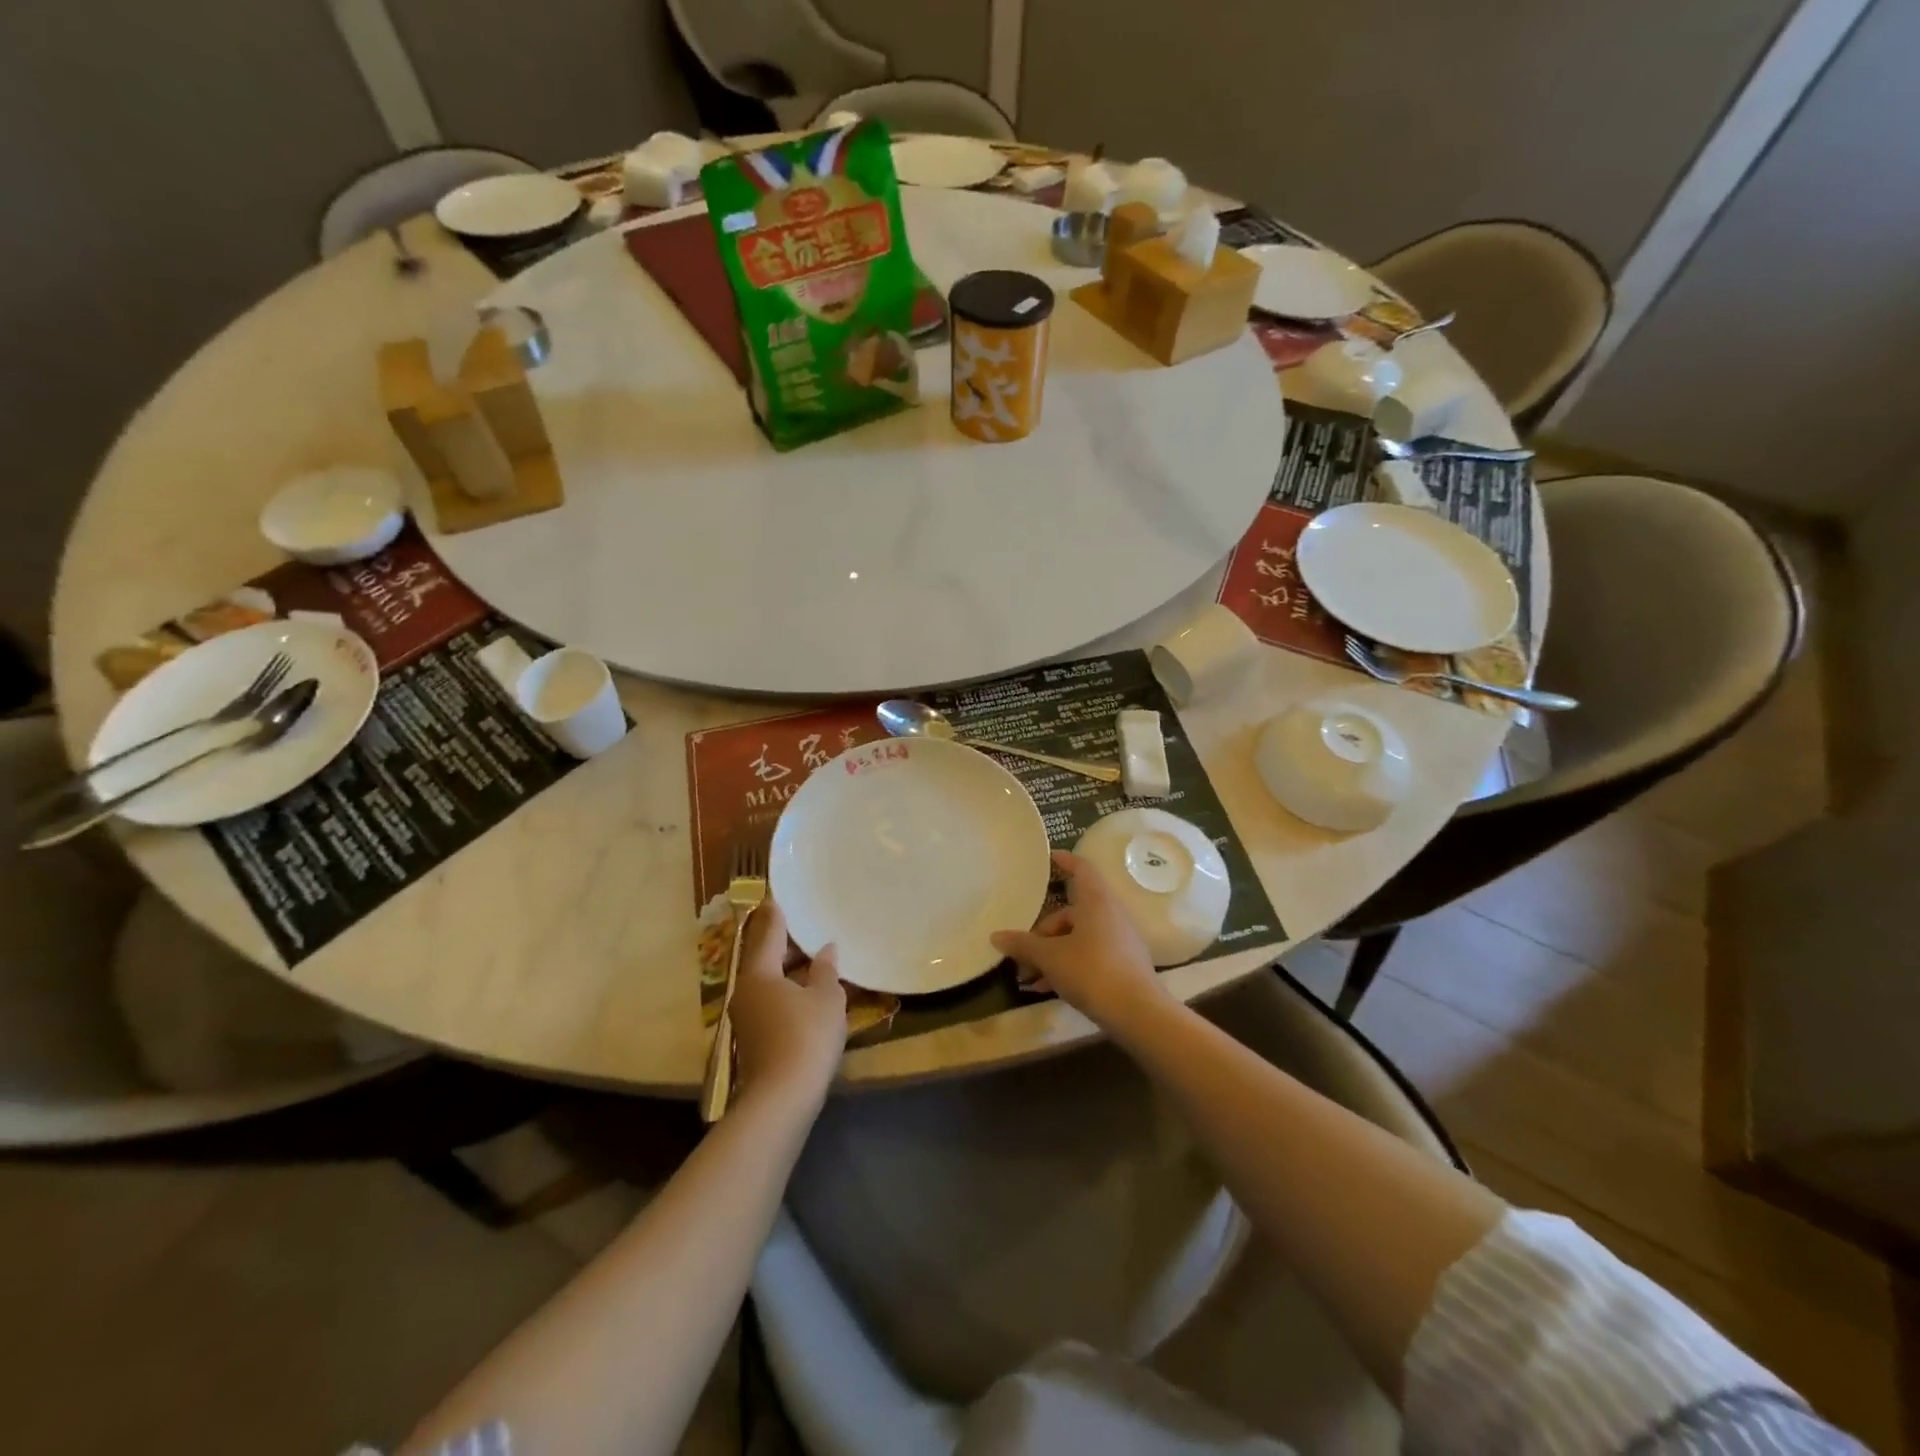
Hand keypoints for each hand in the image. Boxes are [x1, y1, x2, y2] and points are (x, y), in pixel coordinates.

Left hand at [728, 897, 846, 1106]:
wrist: (781, 1100)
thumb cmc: (806, 1037)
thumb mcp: (826, 998)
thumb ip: (825, 970)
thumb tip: (826, 949)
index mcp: (759, 973)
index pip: (768, 932)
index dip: (776, 913)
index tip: (778, 896)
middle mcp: (745, 990)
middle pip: (765, 957)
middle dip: (787, 943)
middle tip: (809, 926)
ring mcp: (747, 1017)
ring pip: (769, 981)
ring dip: (790, 969)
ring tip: (816, 958)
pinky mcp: (754, 1037)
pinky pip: (772, 1001)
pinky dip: (789, 990)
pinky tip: (810, 992)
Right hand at [990, 851, 1166, 1029]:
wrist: (1138, 1013)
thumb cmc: (1091, 971)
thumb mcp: (1050, 957)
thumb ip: (1023, 945)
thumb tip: (996, 936)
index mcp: (1096, 901)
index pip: (1081, 869)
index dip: (1065, 861)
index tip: (1048, 858)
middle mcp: (1110, 914)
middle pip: (1071, 912)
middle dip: (1042, 933)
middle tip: (1021, 953)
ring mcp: (1119, 940)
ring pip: (1077, 938)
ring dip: (1051, 954)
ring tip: (1029, 979)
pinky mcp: (1123, 964)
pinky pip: (1088, 955)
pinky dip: (1067, 966)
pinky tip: (1047, 989)